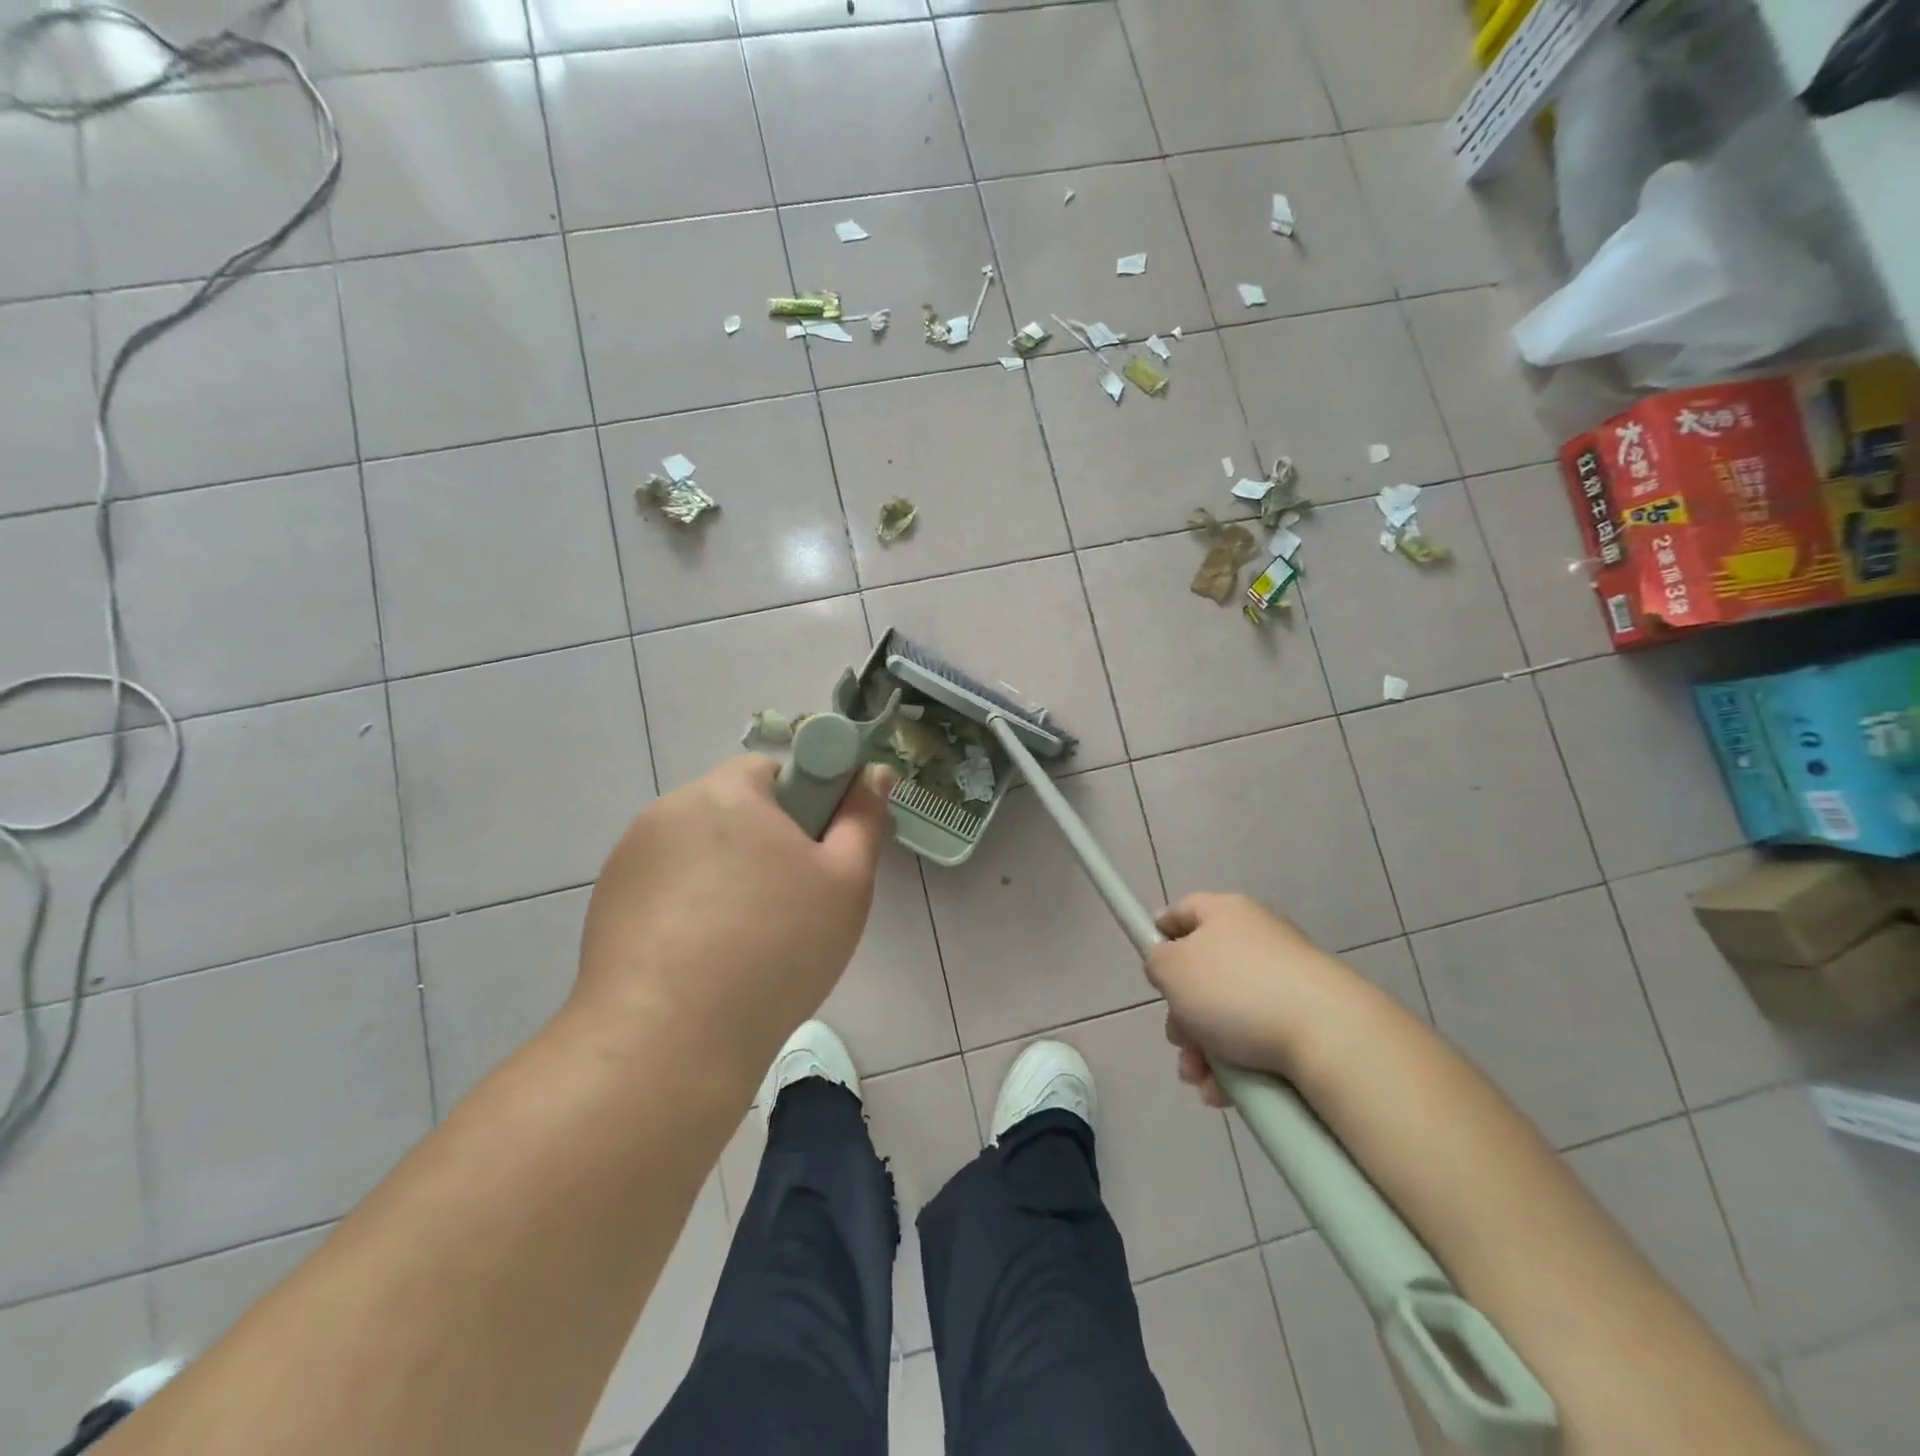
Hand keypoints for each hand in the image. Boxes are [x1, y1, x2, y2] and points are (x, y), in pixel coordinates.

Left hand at [576, 756, 894, 1082]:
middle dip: (765, 845)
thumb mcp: (846, 881)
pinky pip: (665, 889)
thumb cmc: (776, 948)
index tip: (816, 857)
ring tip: (745, 943)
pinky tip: (703, 961)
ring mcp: (629, 859)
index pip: (773, 770)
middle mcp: (669, 811)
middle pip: (733, 811)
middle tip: (792, 904)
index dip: (805, 806)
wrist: (667, 1042)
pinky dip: (688, 909)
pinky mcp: (606, 904)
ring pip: (699, 852)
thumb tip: (873, 772)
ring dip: (725, 877)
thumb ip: (863, 818)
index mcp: (727, 792)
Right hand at [1146, 893, 1359, 1105]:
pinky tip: (1226, 1092)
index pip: (1182, 912)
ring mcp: (1286, 979)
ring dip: (1204, 1049)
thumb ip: (1157, 961)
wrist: (1330, 1035)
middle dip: (1182, 1015)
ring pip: (1227, 1014)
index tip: (1149, 966)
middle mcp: (1257, 938)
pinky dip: (1237, 1065)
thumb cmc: (1237, 990)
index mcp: (1225, 912)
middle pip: (1202, 973)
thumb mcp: (1172, 969)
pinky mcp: (1308, 1018)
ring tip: (1200, 1080)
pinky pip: (1258, 1038)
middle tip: (1179, 1042)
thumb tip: (1169, 965)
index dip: (1159, 935)